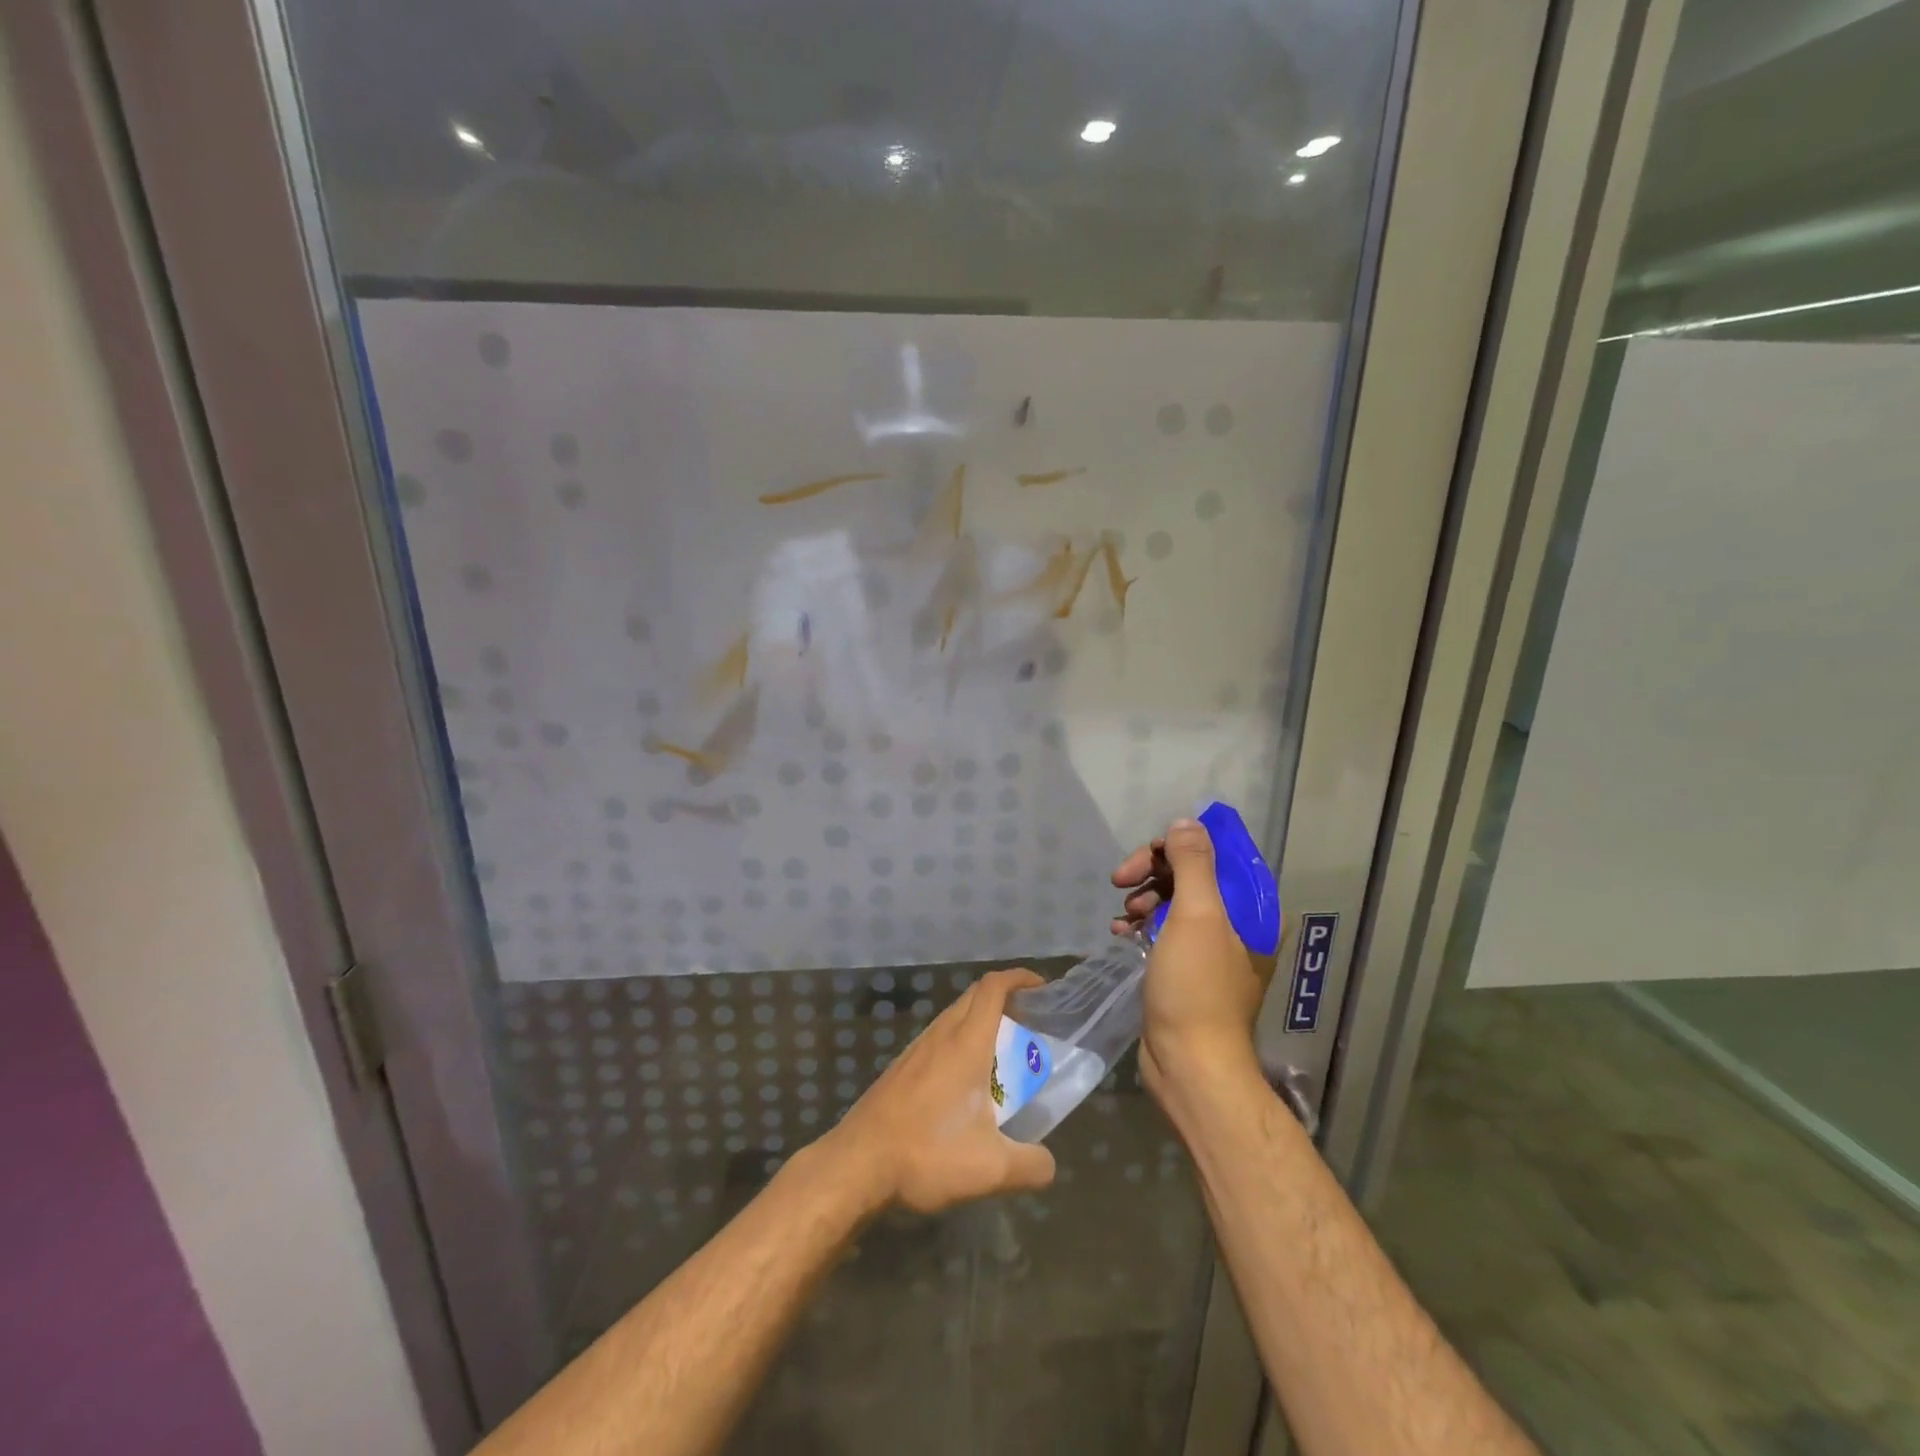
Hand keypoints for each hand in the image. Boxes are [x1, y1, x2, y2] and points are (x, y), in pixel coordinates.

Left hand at [821, 968, 1056, 1215]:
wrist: (856, 1165)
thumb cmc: (927, 1153)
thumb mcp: (991, 1169)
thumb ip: (1031, 1165)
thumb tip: (1047, 1163)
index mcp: (966, 1044)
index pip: (993, 988)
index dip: (1019, 978)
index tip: (1041, 987)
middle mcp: (940, 1036)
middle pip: (974, 996)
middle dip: (1004, 999)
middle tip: (1029, 1024)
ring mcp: (915, 1051)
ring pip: (953, 1018)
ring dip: (980, 1023)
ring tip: (1001, 1056)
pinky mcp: (899, 1069)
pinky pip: (937, 1040)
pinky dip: (959, 1044)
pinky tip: (963, 1084)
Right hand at [1112, 819, 1276, 1108]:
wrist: (1189, 1064)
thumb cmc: (1196, 987)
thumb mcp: (1196, 916)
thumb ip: (1193, 863)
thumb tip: (1186, 822)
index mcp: (1252, 909)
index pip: (1219, 854)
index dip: (1180, 844)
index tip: (1146, 854)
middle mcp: (1237, 924)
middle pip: (1192, 875)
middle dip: (1154, 872)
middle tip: (1120, 879)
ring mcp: (1210, 948)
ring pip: (1174, 901)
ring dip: (1144, 898)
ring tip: (1124, 916)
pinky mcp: (1186, 969)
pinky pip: (1164, 930)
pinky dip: (1141, 926)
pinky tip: (1120, 933)